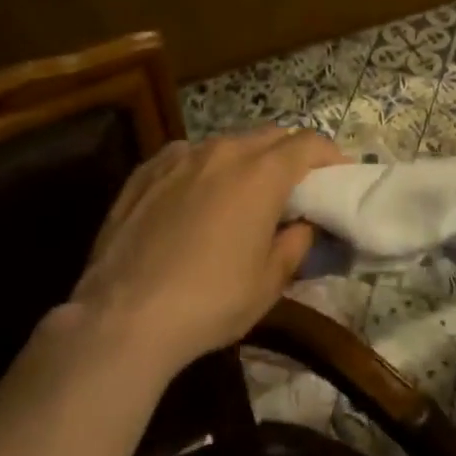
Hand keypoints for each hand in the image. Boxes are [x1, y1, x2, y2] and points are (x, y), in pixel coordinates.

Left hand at [66, 129, 347, 376]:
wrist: (121, 319)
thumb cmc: (209, 302)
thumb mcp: (269, 282)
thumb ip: (296, 243)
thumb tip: (302, 224)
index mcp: (262, 173)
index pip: (309, 143)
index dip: (328, 155)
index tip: (334, 177)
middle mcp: (224, 152)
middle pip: (270, 136)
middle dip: (289, 154)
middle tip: (292, 189)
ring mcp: (181, 156)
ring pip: (227, 144)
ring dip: (245, 161)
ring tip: (240, 195)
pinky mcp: (146, 171)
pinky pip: (188, 156)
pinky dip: (203, 168)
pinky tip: (194, 199)